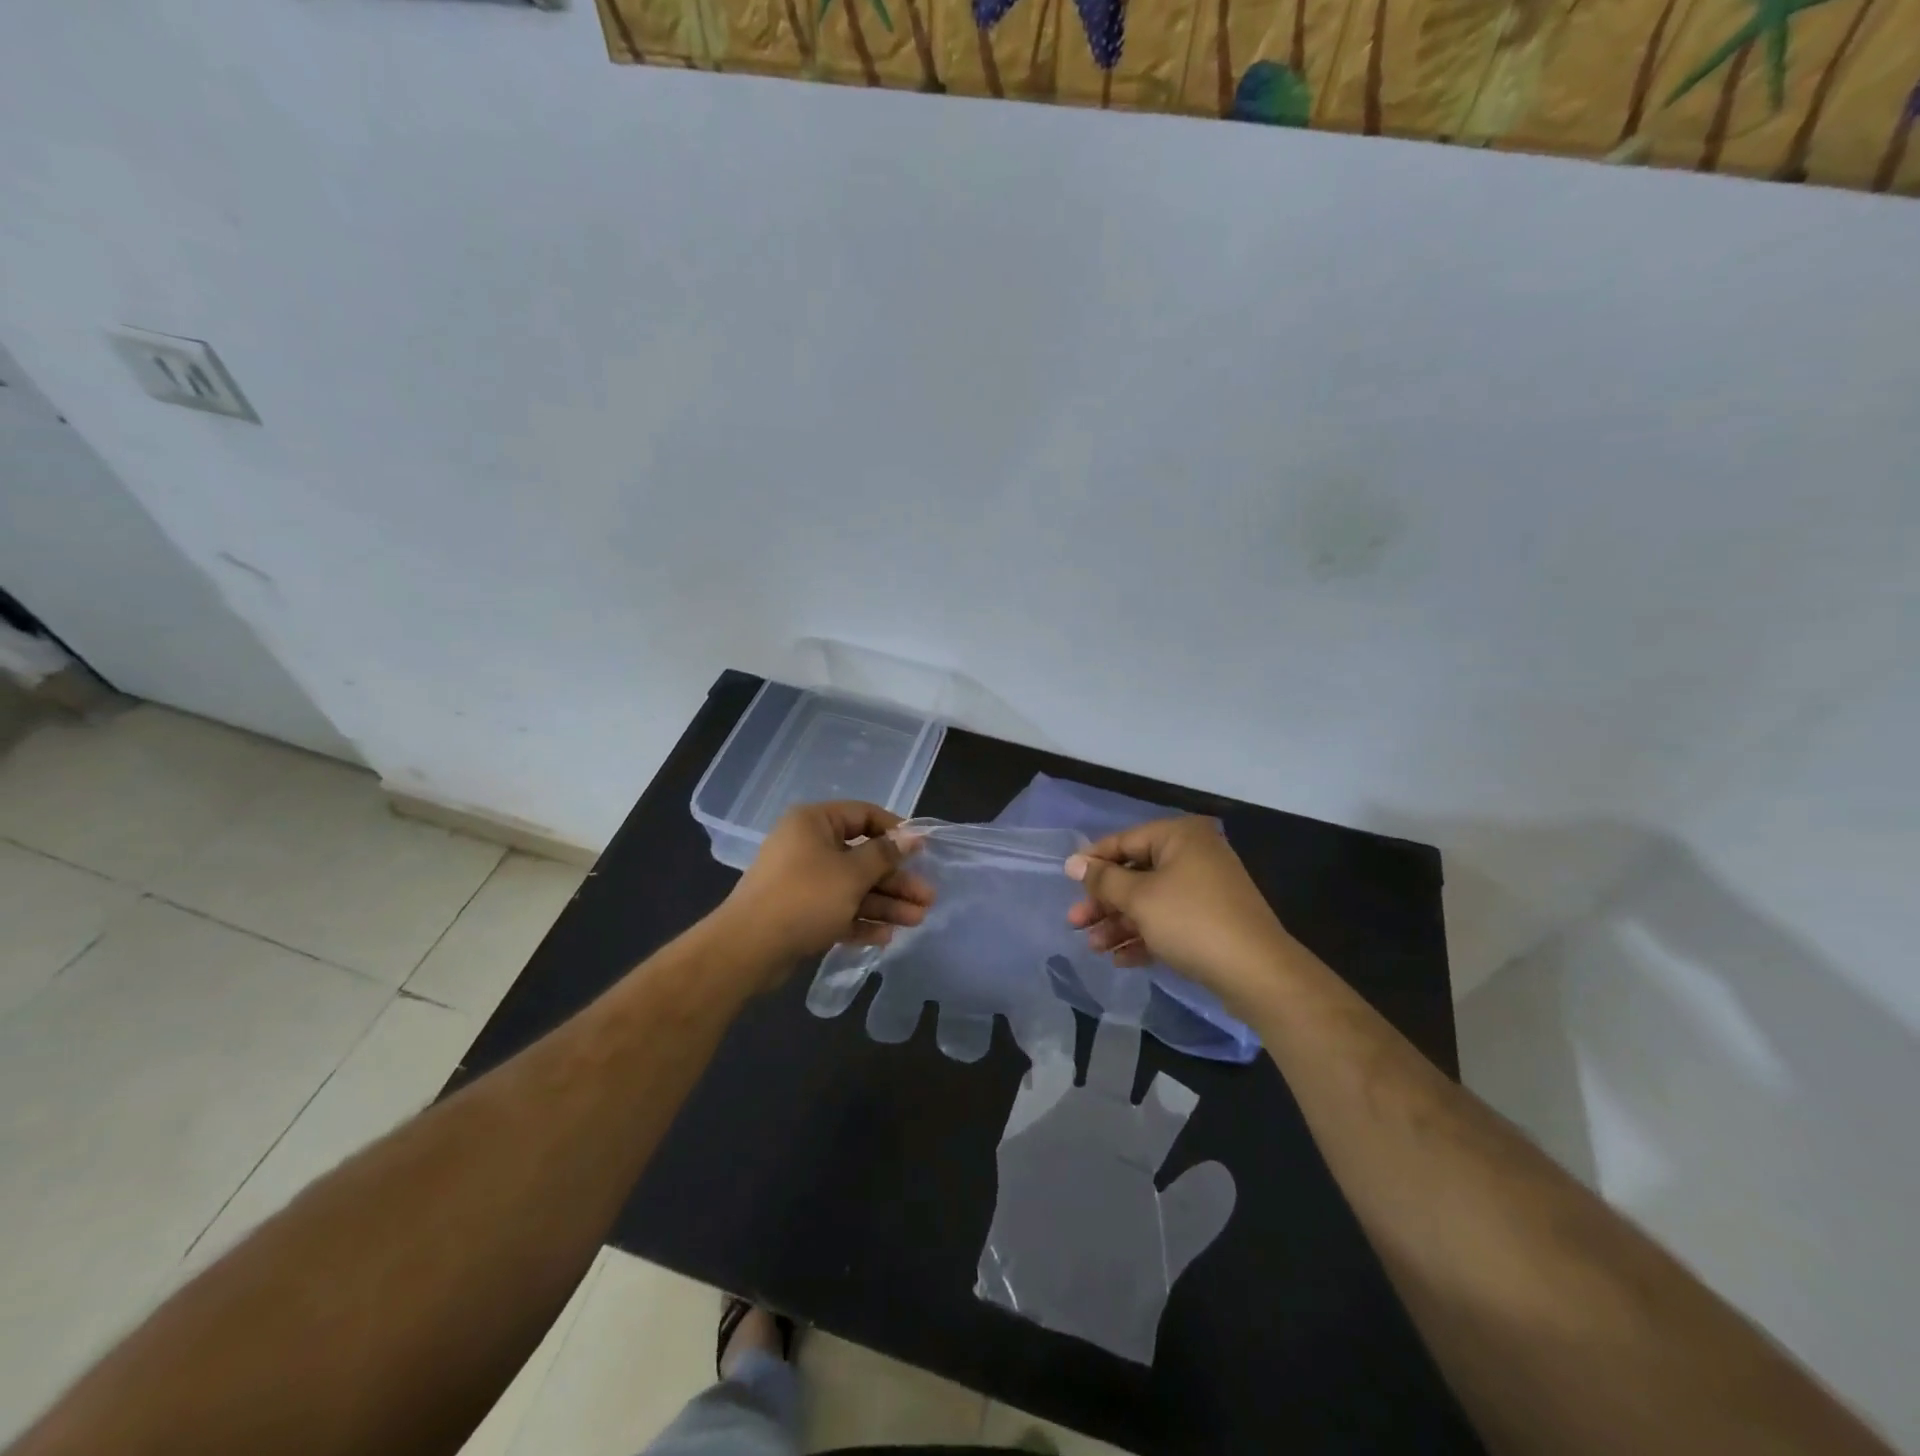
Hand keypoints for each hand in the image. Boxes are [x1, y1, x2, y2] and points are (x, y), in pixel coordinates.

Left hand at [716, 801, 933, 982]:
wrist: (748, 949)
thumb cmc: (805, 897)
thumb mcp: (852, 873)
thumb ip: (885, 855)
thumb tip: (912, 836)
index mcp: (815, 823)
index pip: (864, 815)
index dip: (896, 832)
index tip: (922, 851)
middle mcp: (808, 846)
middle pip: (863, 857)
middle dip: (896, 879)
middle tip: (927, 898)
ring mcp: (803, 881)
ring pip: (853, 887)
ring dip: (885, 903)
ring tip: (918, 920)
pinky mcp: (800, 913)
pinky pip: (837, 910)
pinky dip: (860, 920)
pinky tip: (886, 937)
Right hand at [1065, 817, 1297, 1012]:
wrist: (1257, 973)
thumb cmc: (1191, 921)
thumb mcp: (1139, 898)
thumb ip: (1103, 880)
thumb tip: (1073, 863)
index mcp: (1180, 836)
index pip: (1124, 841)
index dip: (1093, 862)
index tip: (1067, 883)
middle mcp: (1194, 855)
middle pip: (1135, 873)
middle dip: (1104, 902)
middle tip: (1075, 923)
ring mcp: (1205, 889)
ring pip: (1150, 901)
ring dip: (1120, 924)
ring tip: (1094, 948)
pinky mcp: (1211, 921)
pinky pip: (1168, 922)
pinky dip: (1144, 936)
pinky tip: (1121, 959)